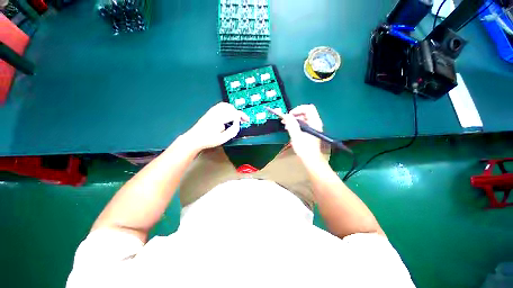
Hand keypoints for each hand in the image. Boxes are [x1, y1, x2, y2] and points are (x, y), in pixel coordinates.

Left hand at [181, 102, 248, 152]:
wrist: (194, 139)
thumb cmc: (209, 140)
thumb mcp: (223, 138)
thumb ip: (233, 130)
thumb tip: (238, 122)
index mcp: (220, 118)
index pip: (234, 113)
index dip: (242, 116)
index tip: (247, 121)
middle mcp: (216, 112)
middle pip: (230, 107)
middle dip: (238, 113)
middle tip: (243, 120)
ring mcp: (212, 111)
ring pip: (225, 105)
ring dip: (233, 110)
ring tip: (237, 117)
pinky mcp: (210, 112)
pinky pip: (220, 106)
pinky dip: (227, 108)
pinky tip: (228, 115)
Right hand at [282, 104, 323, 162]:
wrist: (311, 159)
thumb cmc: (304, 149)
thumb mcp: (296, 136)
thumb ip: (291, 125)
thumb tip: (286, 115)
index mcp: (314, 122)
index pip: (308, 108)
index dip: (297, 109)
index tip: (289, 116)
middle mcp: (315, 123)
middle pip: (305, 112)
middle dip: (294, 115)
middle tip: (285, 120)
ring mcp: (313, 127)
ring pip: (303, 118)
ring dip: (294, 120)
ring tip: (286, 126)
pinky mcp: (310, 132)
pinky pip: (303, 124)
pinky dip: (296, 124)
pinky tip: (291, 129)